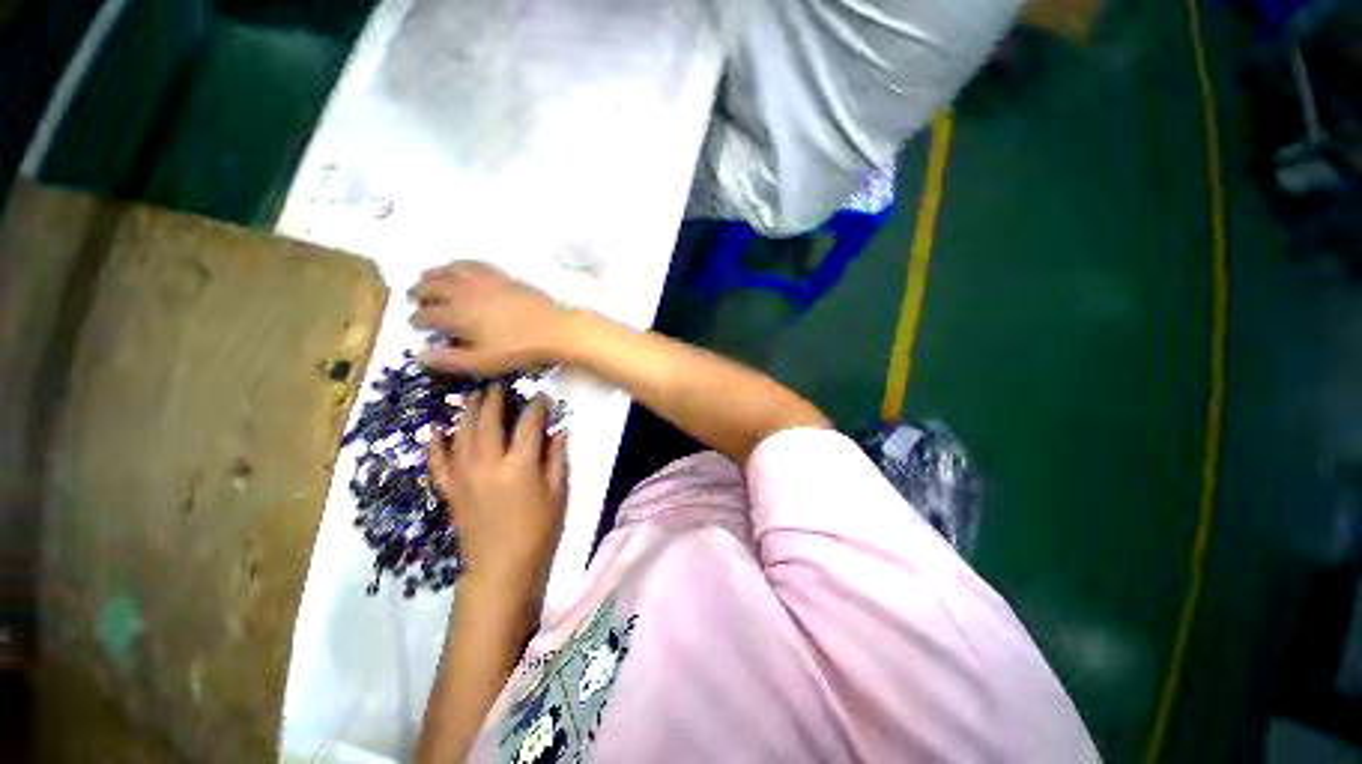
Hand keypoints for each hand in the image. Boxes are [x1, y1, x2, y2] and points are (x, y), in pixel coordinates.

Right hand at [411, 261, 572, 374]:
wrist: (554, 330)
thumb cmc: (518, 349)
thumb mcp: (482, 362)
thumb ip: (449, 359)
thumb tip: (419, 354)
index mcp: (457, 315)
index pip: (426, 315)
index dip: (416, 320)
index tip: (414, 325)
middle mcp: (464, 292)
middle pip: (432, 286)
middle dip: (418, 292)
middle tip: (413, 298)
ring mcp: (484, 281)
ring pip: (449, 270)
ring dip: (433, 274)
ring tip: (427, 277)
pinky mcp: (502, 276)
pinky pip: (474, 264)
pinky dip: (459, 264)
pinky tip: (459, 267)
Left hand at [429, 385, 567, 601]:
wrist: (501, 566)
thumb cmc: (538, 530)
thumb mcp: (558, 493)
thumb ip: (557, 458)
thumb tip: (559, 431)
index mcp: (520, 466)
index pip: (529, 424)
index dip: (537, 407)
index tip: (543, 397)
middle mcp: (489, 464)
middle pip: (489, 421)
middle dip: (494, 399)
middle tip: (499, 386)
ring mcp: (464, 476)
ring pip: (462, 434)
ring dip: (467, 412)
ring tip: (472, 396)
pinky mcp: (450, 489)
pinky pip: (438, 461)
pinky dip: (435, 443)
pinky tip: (436, 428)